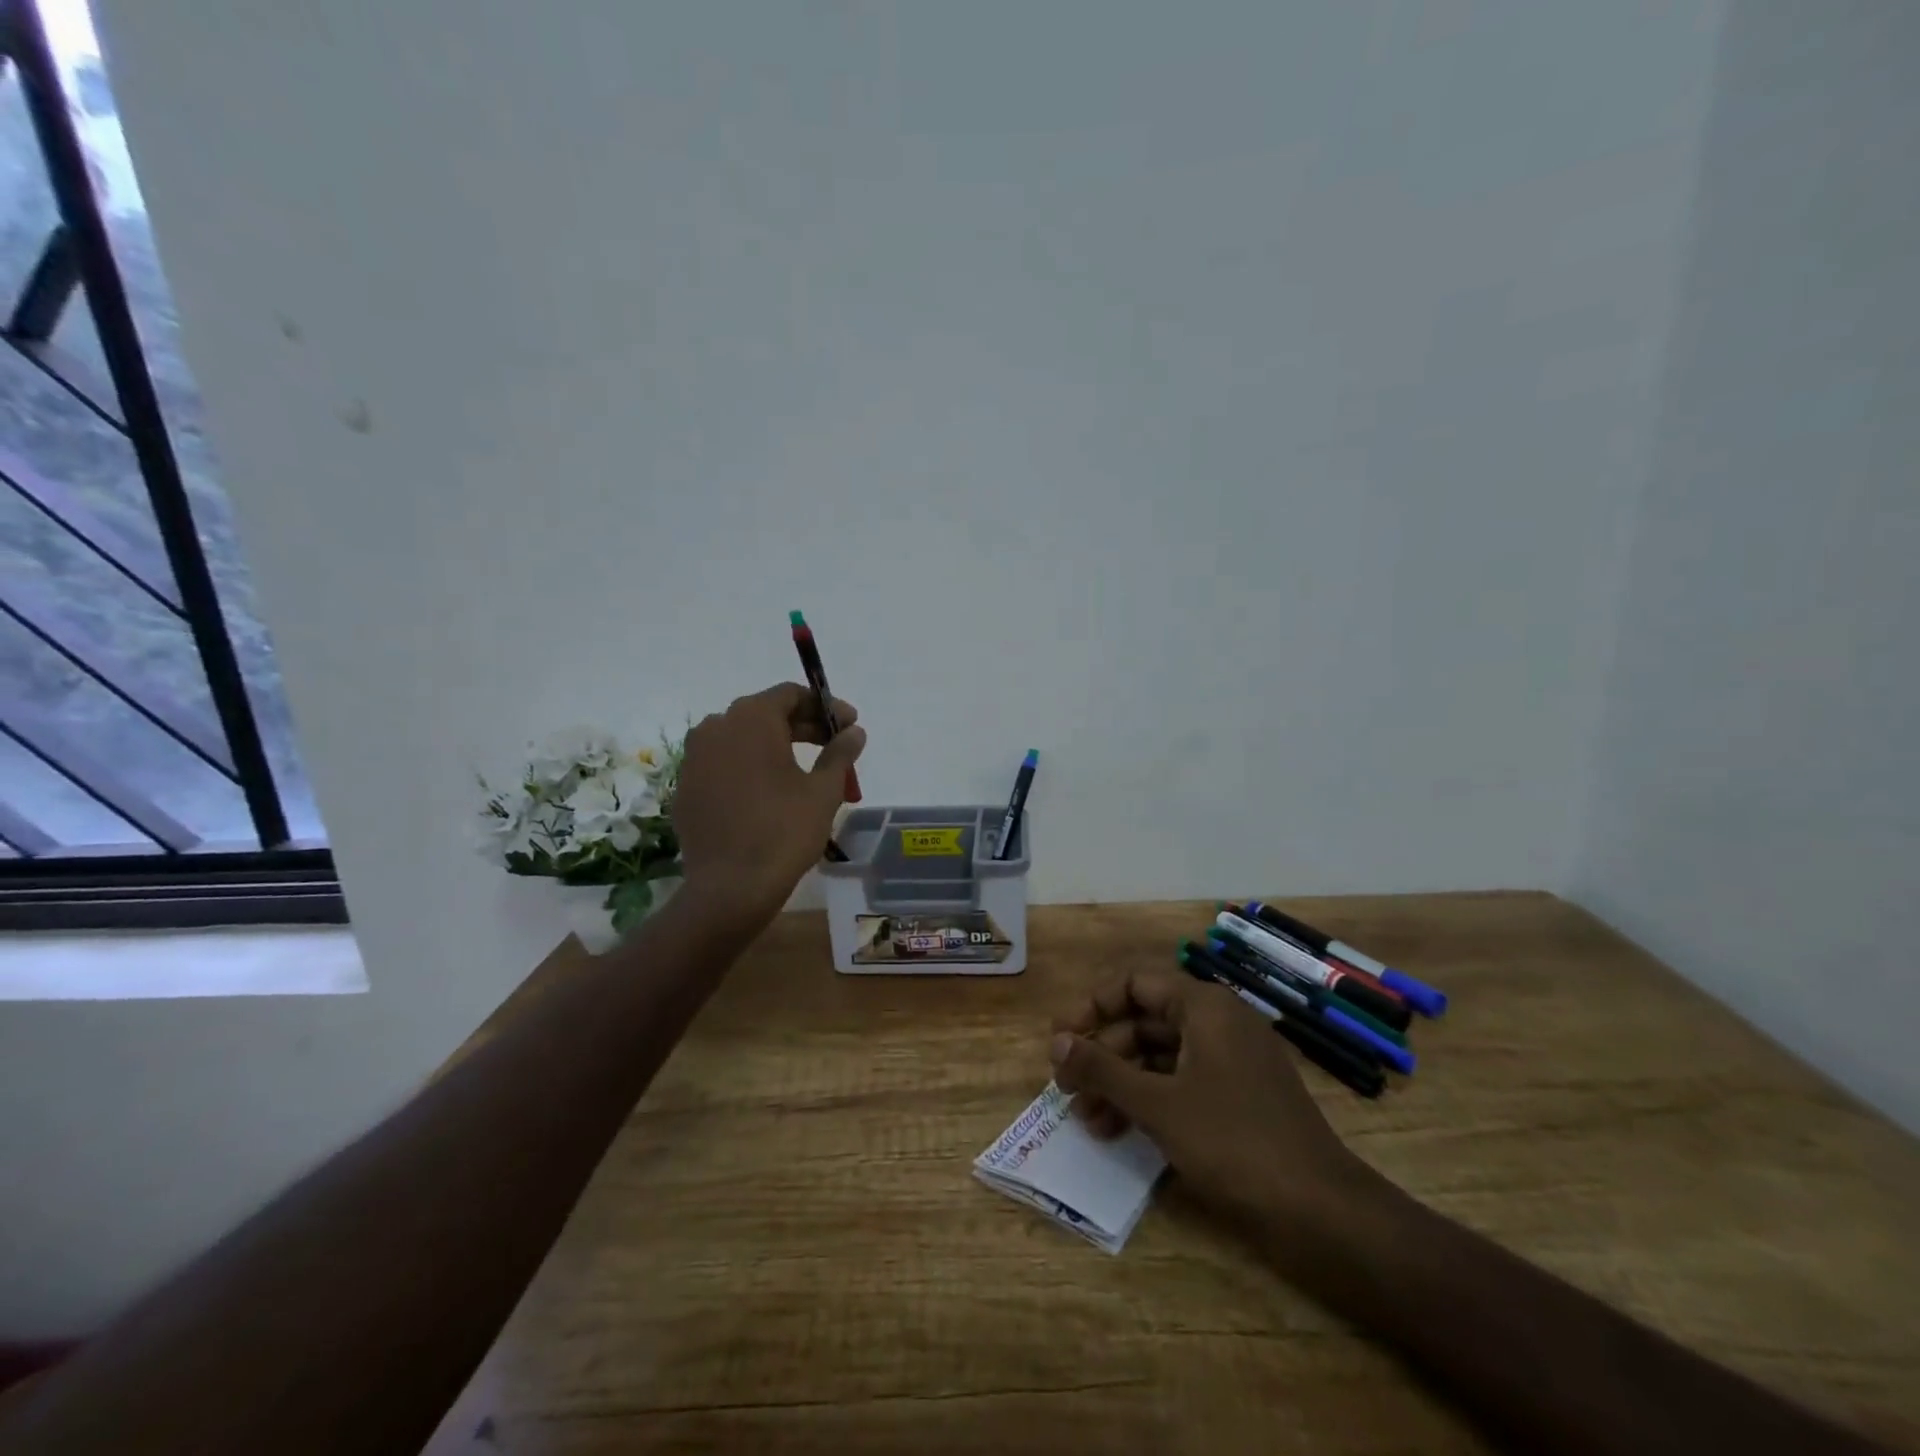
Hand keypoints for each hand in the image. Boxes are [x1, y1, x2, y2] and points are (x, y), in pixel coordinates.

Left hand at [672, 683, 865, 925]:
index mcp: (751, 719)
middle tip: (835, 747)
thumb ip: (840, 753)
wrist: (730, 888)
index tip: (849, 725)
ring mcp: (694, 757)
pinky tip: (772, 792)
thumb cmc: (784, 831)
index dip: (825, 707)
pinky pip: (724, 764)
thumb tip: (854, 732)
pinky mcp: (686, 787)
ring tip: (807, 770)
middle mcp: (716, 727)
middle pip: (766, 714)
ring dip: (777, 746)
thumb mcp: (823, 790)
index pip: (791, 694)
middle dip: (804, 727)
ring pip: (743, 739)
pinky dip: (750, 767)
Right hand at [1050, 968, 1365, 1231]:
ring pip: (1160, 1057)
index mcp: (1203, 1006)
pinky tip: (1119, 1132)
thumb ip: (1102, 1068)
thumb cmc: (1233, 1141)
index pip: (1134, 983)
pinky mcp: (1239, 1097)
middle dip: (1101, 1053)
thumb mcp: (1157, 1104)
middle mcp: (1218, 1022)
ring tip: (1085, 1119)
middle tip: (1066, 1087)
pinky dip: (1148, 1101)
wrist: (1320, 1211)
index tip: (1060, 1038)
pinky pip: (1181, 1083)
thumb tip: (1055, 1042)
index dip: (1091, 1006)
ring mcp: (1231, 1061)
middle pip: (1144, 1021)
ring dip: (1120, 1083)